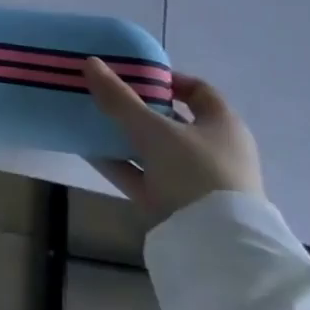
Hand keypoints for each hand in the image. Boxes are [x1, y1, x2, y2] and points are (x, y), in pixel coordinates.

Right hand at [86, 60, 263, 222]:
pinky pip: (141, 175)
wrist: (214, 246)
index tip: (133, 73)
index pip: (198, 90)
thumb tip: (90, 62)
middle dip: (137, 107)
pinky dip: (118, 163)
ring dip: (123, 136)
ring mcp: (194, 180)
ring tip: (89, 119)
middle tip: (104, 94)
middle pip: (171, 120)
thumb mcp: (153, 130)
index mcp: (223, 126)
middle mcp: (213, 150)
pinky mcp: (174, 204)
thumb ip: (119, 98)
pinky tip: (87, 150)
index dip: (167, 79)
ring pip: (153, 149)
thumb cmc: (195, 172)